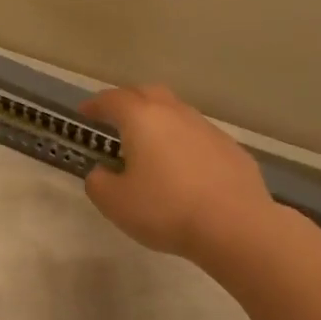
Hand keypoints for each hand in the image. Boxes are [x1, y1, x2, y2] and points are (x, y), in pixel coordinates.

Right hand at [80, 85, 275, 259]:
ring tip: (149, 144)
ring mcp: (208, 129)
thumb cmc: (166, 210)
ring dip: (159, 121)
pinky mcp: (232, 149)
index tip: (85, 113)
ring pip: (177, 112)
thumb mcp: (115, 203)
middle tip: (116, 118)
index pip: (113, 100)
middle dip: (129, 101)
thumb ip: (99, 183)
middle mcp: (175, 114)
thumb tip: (102, 172)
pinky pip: (199, 136)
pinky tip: (184, 168)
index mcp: (142, 119)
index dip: (95, 105)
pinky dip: (184, 143)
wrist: (235, 226)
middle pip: (148, 93)